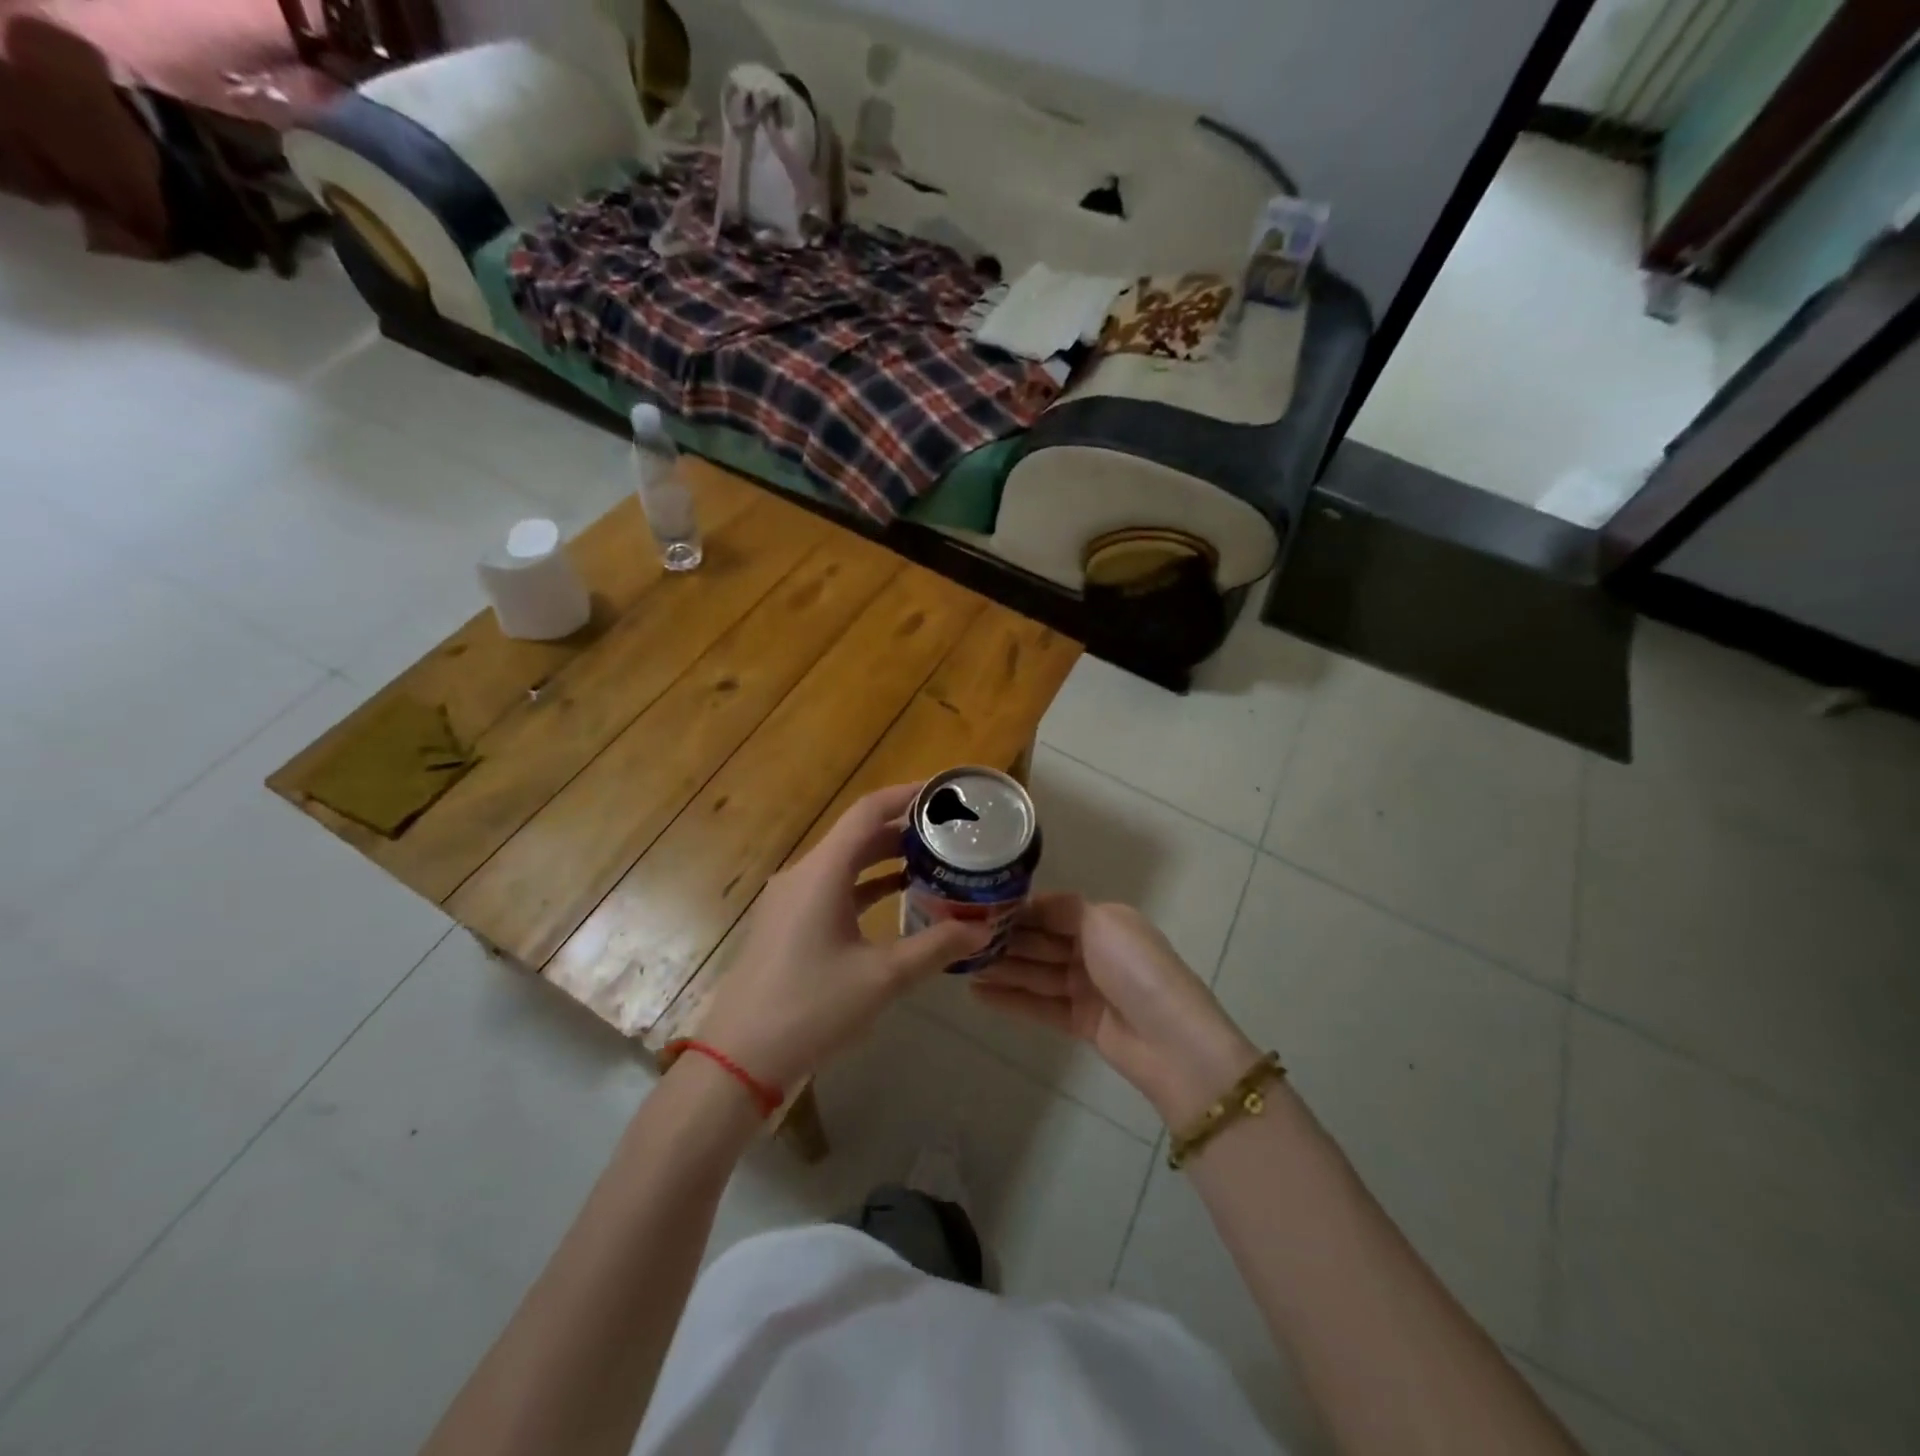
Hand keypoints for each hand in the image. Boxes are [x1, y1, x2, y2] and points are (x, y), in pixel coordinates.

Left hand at [693, 784, 991, 1091]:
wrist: (738, 1059)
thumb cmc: (811, 1009)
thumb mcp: (882, 978)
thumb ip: (935, 947)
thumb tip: (982, 929)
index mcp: (821, 873)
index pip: (867, 812)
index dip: (906, 795)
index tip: (944, 792)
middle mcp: (803, 875)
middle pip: (857, 834)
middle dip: (903, 828)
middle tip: (950, 831)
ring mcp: (790, 900)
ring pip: (845, 862)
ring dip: (885, 857)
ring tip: (933, 860)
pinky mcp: (787, 923)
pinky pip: (832, 888)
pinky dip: (866, 885)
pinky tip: (898, 898)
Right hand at [972, 896, 1262, 1126]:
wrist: (1172, 1042)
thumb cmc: (1136, 969)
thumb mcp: (1102, 922)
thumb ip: (1061, 910)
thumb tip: (1026, 903)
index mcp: (1104, 921)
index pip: (1050, 911)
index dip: (1017, 911)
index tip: (977, 910)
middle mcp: (1095, 950)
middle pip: (1040, 942)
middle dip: (1003, 941)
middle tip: (958, 940)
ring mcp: (1088, 988)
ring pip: (1036, 973)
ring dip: (1001, 969)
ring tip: (960, 967)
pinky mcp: (1081, 1022)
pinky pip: (1039, 1005)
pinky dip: (1011, 999)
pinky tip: (978, 994)